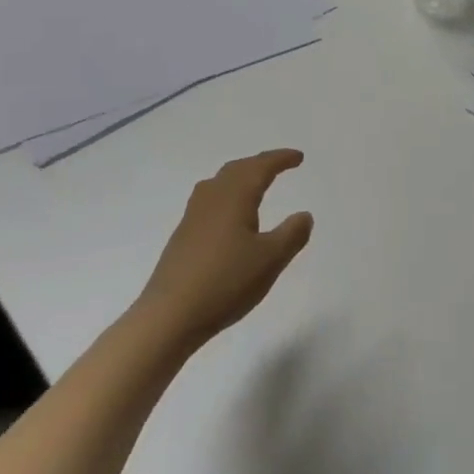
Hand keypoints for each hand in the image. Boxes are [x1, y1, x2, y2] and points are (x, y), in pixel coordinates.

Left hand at [135, 149, 313, 349]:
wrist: (169, 316)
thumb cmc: (226, 282)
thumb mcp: (270, 260)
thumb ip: (292, 235)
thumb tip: (304, 215)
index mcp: (235, 196)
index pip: (261, 167)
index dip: (281, 159)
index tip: (299, 157)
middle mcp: (212, 198)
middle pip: (237, 169)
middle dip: (260, 164)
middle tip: (279, 165)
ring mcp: (193, 216)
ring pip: (219, 183)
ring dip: (240, 176)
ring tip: (254, 184)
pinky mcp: (182, 236)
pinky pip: (209, 200)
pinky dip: (226, 195)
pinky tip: (228, 216)